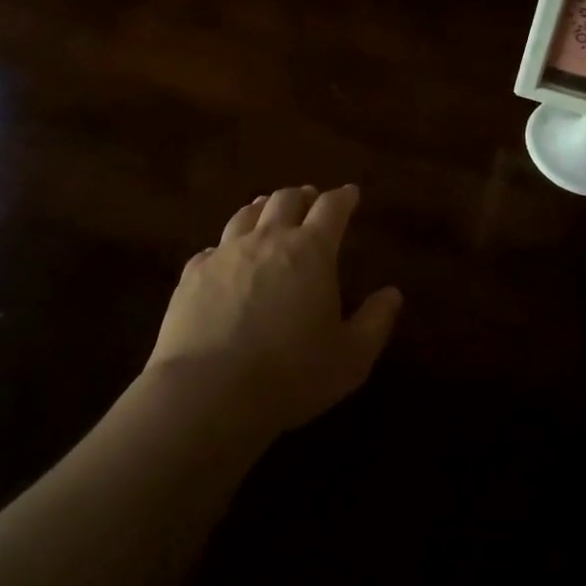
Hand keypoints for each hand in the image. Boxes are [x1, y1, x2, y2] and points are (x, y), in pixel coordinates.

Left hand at [147, 185, 402, 436]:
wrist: (208, 391)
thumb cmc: (291, 374)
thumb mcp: (350, 358)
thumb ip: (375, 322)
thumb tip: (392, 294)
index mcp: (311, 251)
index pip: (332, 208)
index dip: (343, 198)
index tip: (351, 194)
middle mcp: (267, 239)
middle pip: (285, 200)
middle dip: (302, 196)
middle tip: (310, 199)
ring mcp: (225, 253)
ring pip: (246, 215)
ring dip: (263, 208)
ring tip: (267, 210)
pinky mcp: (192, 273)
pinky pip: (213, 247)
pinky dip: (226, 245)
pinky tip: (224, 256)